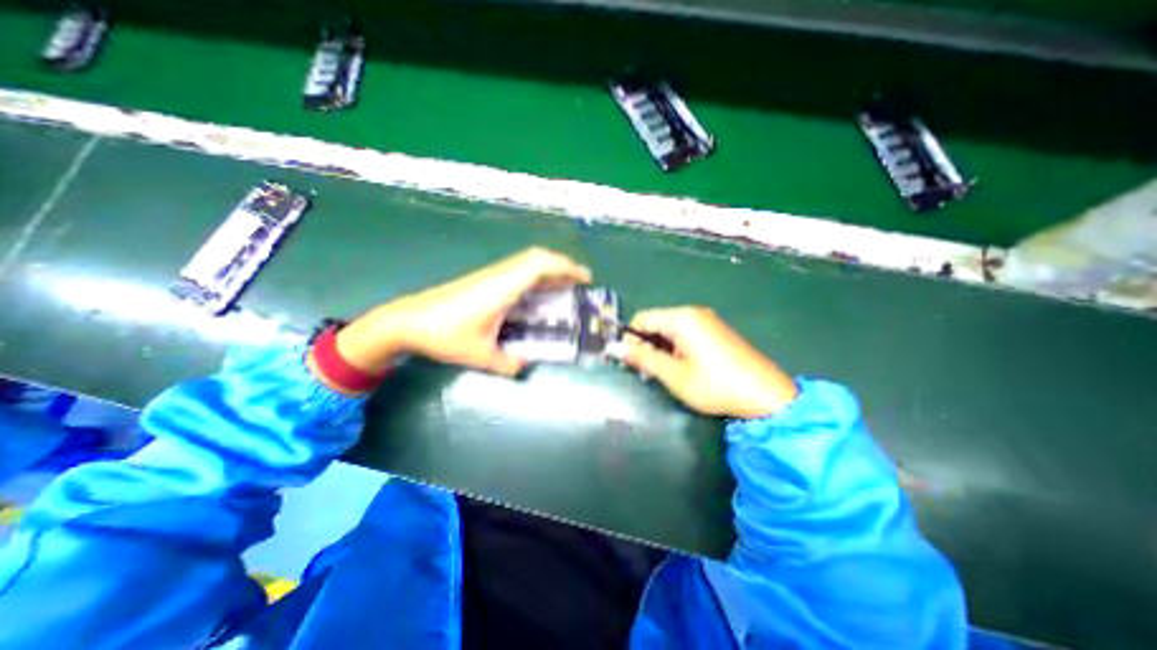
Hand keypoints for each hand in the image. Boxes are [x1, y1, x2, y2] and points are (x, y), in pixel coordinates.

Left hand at [318, 246, 588, 383]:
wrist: (406, 320)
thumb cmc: (443, 335)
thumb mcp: (479, 355)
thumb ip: (507, 363)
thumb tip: (525, 365)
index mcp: (502, 288)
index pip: (540, 266)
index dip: (566, 267)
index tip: (585, 278)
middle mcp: (499, 276)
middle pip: (537, 258)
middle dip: (562, 265)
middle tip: (579, 281)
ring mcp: (490, 276)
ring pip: (527, 262)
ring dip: (549, 269)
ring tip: (564, 286)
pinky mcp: (483, 280)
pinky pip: (517, 270)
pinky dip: (535, 276)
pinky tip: (536, 293)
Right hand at [625, 307, 796, 418]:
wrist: (765, 396)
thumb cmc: (714, 385)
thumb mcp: (673, 374)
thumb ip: (642, 358)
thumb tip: (613, 348)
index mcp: (681, 317)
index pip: (642, 318)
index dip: (630, 339)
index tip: (632, 363)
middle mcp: (693, 312)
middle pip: (656, 322)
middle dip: (646, 344)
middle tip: (647, 371)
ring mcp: (707, 321)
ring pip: (670, 329)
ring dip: (660, 348)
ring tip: (664, 373)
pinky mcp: (716, 332)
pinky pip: (686, 334)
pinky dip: (676, 348)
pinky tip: (681, 368)